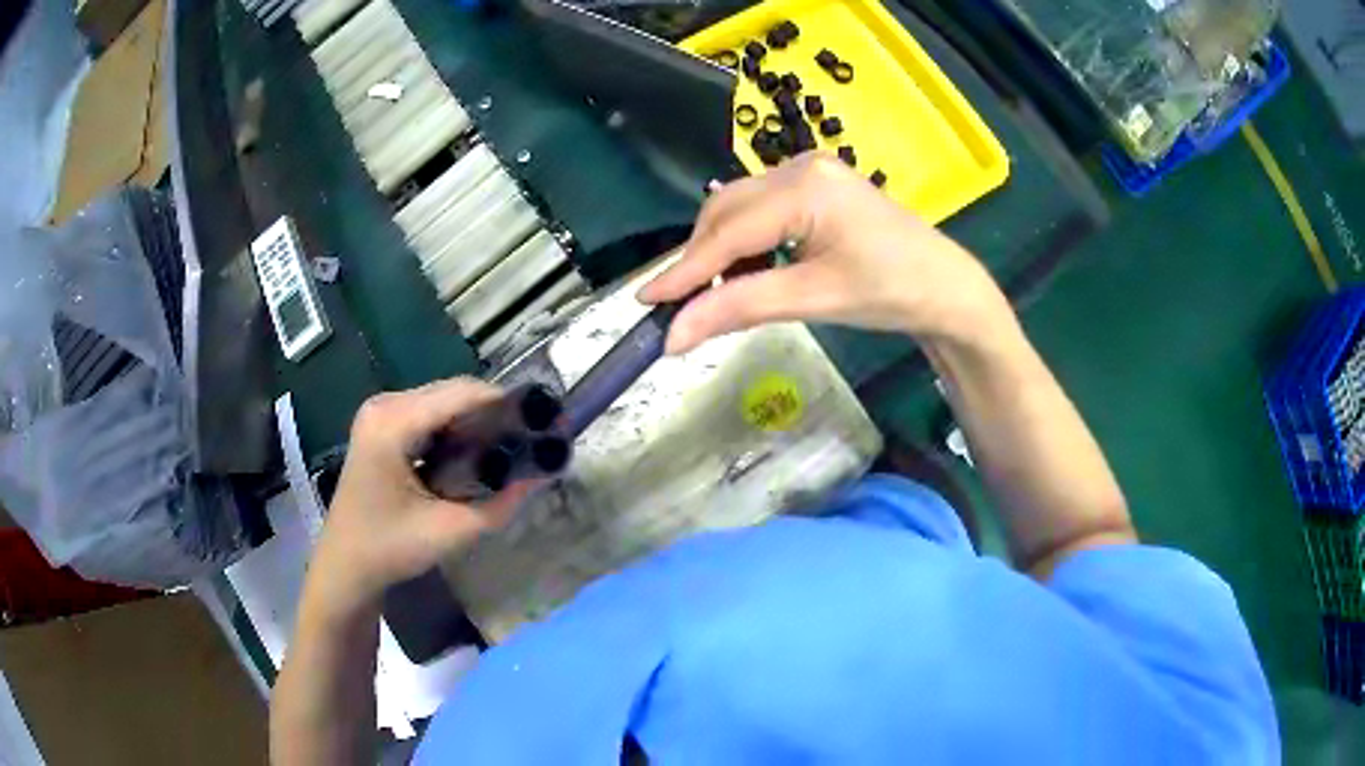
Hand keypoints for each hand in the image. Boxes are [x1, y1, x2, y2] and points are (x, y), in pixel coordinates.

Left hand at [310, 379, 534, 612]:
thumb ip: (499, 504)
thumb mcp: (449, 531)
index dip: (506, 403)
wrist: (346, 566)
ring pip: (444, 401)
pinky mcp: (382, 426)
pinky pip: (430, 414)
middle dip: (493, 413)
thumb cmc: (389, 549)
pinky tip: (476, 454)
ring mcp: (381, 413)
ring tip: (511, 447)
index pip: (461, 394)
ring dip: (476, 421)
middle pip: (453, 392)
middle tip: (531, 439)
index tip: (544, 422)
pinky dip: (456, 429)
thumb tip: (543, 475)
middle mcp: (385, 405)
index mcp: (393, 422)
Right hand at [639, 153, 1011, 353]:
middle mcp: (799, 166)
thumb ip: (740, 308)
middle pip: (726, 212)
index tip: (645, 301)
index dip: (684, 271)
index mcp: (803, 187)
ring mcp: (808, 171)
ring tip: (715, 295)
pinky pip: (760, 209)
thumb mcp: (814, 299)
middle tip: (679, 306)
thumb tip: (674, 335)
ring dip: (720, 250)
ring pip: (738, 208)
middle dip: (700, 259)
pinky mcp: (814, 185)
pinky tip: (748, 271)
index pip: (727, 232)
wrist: (946, 287)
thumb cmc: (891, 292)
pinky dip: (744, 242)